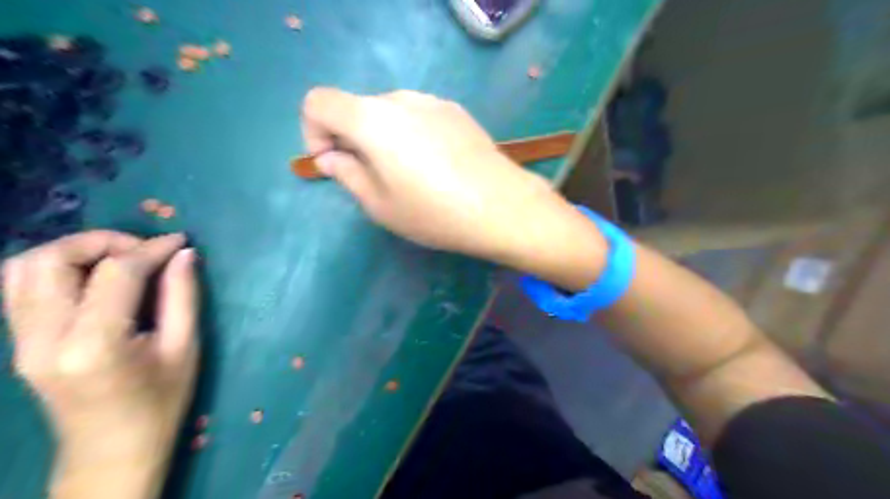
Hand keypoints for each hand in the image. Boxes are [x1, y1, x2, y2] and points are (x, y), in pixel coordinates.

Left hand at [0, 233, 197, 496]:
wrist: (112, 451)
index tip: (180, 241)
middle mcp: (44, 339)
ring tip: (121, 259)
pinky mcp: (19, 342)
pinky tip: (95, 276)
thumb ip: (182, 296)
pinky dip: (57, 267)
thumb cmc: (161, 402)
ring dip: (76, 251)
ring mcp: (21, 342)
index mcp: (94, 345)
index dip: (151, 249)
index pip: (115, 273)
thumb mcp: (184, 347)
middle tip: (146, 250)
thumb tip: (185, 254)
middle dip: (104, 241)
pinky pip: (20, 287)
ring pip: (24, 268)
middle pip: (51, 260)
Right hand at [302, 86, 608, 287]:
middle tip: (370, 177)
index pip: (318, 101)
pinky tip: (435, 166)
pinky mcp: (457, 112)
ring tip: (407, 175)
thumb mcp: (380, 205)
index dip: (313, 131)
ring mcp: (433, 102)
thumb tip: (331, 157)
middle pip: (356, 107)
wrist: (502, 207)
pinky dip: (410, 134)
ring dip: (382, 137)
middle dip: (350, 138)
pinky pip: (419, 116)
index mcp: (372, 119)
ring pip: (389, 112)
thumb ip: (347, 175)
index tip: (333, 163)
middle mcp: (400, 99)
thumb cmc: (435, 213)